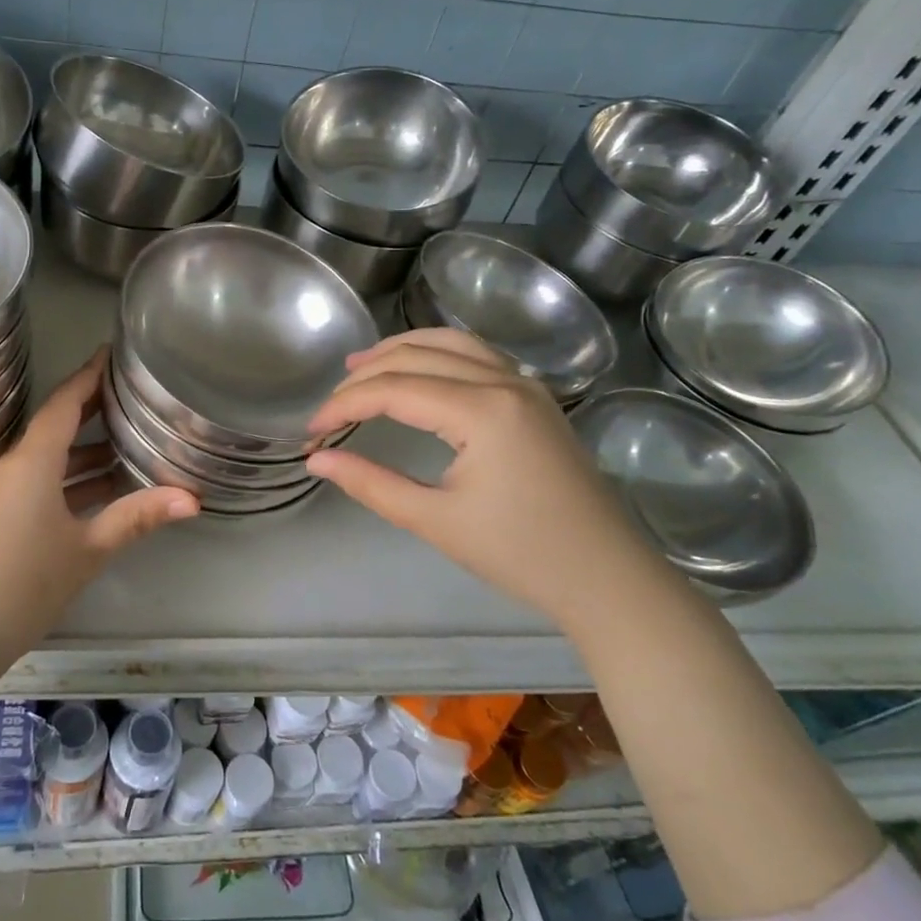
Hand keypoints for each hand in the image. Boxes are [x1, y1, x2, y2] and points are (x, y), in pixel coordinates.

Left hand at [0, 348, 197, 642]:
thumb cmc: (25, 582)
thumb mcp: (89, 549)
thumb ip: (138, 517)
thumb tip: (193, 499)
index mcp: (33, 461)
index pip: (65, 402)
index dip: (89, 375)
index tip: (112, 353)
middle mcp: (13, 465)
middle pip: (56, 424)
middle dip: (93, 409)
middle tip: (133, 396)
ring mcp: (1, 491)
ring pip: (49, 456)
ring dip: (85, 450)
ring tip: (129, 444)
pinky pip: (38, 480)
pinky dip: (69, 477)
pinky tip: (100, 489)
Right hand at [304, 328, 662, 620]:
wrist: (607, 578)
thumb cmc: (520, 554)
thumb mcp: (435, 521)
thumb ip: (370, 483)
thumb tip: (317, 459)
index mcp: (482, 410)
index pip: (394, 389)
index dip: (345, 404)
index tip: (312, 430)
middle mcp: (505, 381)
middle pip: (417, 355)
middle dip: (366, 375)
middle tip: (330, 403)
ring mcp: (525, 384)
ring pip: (451, 343)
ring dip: (401, 350)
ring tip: (361, 366)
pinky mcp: (534, 397)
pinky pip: (476, 354)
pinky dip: (436, 352)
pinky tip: (417, 369)